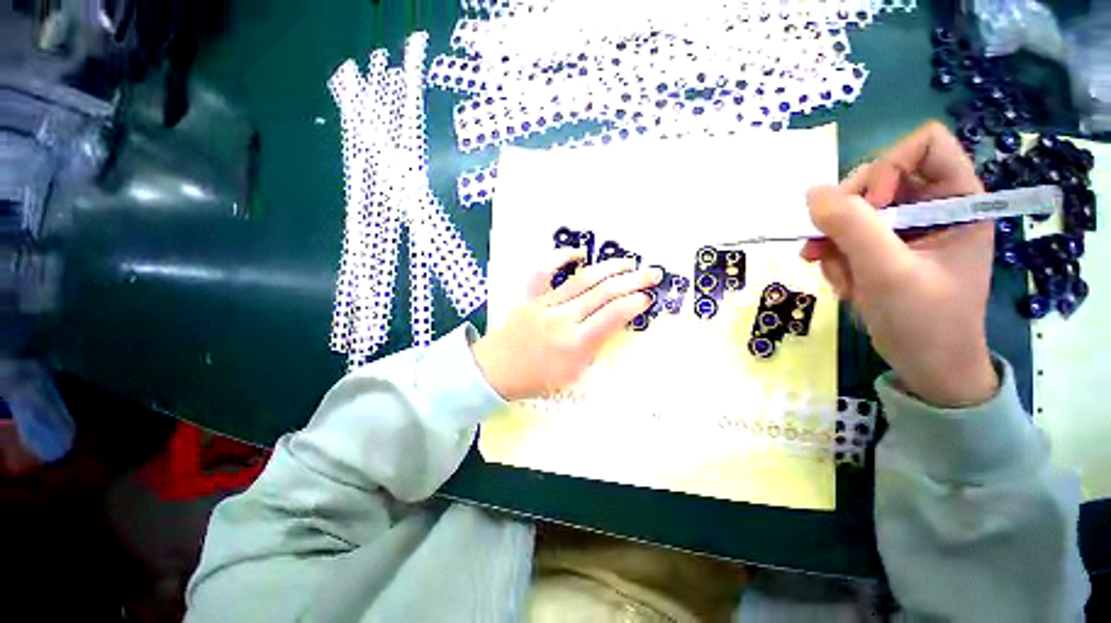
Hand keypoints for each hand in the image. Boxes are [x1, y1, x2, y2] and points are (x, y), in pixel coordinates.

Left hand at [472, 249, 661, 400]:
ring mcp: (546, 304)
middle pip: (603, 292)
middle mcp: (563, 318)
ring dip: (609, 267)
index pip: (612, 315)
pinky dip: (561, 258)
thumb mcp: (573, 376)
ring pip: (582, 279)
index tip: (647, 298)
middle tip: (653, 273)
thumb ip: (595, 350)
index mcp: (575, 343)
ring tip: (629, 262)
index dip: (634, 303)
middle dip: (633, 280)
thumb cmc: (537, 379)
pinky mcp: (532, 297)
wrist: (496, 370)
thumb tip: (612, 326)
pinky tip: (579, 253)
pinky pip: (545, 271)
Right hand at [801, 121, 997, 407]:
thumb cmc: (925, 322)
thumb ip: (852, 227)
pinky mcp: (885, 249)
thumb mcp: (889, 272)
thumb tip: (812, 192)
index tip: (868, 208)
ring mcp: (906, 229)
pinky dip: (835, 258)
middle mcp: (932, 207)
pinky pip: (846, 236)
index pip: (924, 146)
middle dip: (846, 215)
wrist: (926, 367)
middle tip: (826, 247)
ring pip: (853, 212)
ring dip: (835, 244)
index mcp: (959, 200)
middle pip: (877, 179)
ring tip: (840, 277)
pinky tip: (843, 283)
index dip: (888, 167)